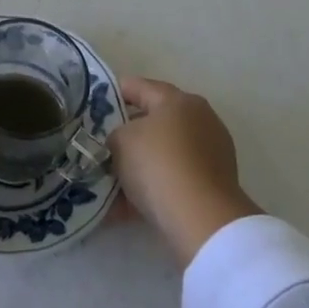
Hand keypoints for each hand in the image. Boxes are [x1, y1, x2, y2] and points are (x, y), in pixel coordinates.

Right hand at [109, 76, 262, 266]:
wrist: (203, 220)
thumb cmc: (158, 165)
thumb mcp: (121, 141)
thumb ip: (116, 134)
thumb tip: (122, 142)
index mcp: (177, 100)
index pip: (138, 87)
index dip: (112, 93)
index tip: (94, 105)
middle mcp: (199, 119)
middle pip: (154, 121)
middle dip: (127, 134)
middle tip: (103, 147)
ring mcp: (211, 152)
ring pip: (164, 153)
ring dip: (139, 165)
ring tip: (111, 183)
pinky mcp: (214, 184)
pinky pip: (175, 179)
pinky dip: (154, 189)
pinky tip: (127, 208)